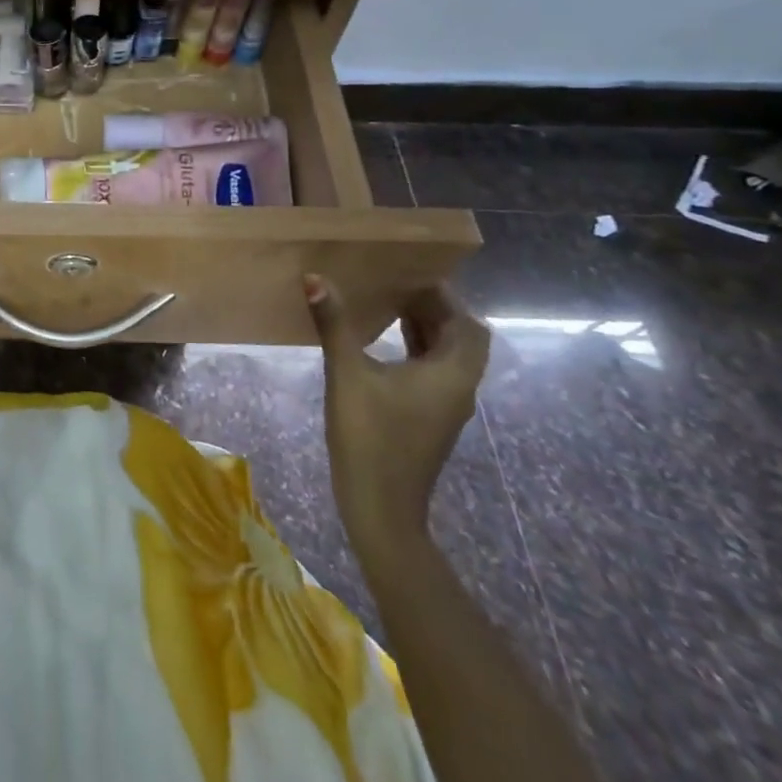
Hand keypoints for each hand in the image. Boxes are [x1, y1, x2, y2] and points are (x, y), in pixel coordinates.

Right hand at [308, 276, 489, 567]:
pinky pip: (434, 373)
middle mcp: (459, 388)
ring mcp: (445, 407)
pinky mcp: (429, 419)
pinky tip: (383, 344)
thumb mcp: (347, 374)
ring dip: (427, 330)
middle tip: (397, 285)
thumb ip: (333, 324)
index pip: (467, 325)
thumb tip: (314, 278)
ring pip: (448, 357)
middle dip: (436, 310)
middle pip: (462, 339)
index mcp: (451, 375)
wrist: (380, 507)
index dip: (446, 298)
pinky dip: (417, 350)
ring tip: (389, 304)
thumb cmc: (370, 436)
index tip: (413, 274)